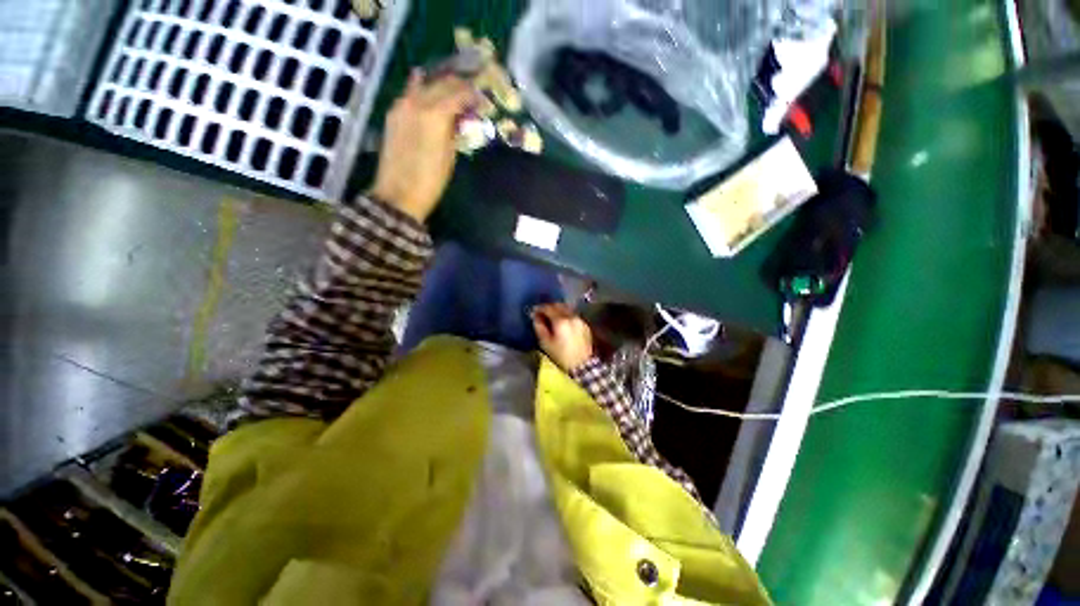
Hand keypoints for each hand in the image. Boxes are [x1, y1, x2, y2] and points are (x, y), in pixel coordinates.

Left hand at [369, 71, 477, 221]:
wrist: (399, 194)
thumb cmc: (431, 181)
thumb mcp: (449, 156)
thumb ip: (454, 130)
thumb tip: (460, 118)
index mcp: (436, 114)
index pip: (459, 93)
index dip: (474, 94)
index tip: (484, 99)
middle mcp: (418, 102)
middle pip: (442, 84)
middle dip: (459, 86)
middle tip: (472, 94)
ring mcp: (402, 106)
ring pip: (425, 84)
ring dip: (440, 85)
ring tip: (452, 92)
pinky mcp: (393, 114)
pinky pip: (410, 93)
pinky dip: (420, 88)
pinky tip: (424, 84)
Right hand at [531, 303, 593, 371]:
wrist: (582, 365)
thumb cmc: (561, 355)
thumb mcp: (546, 343)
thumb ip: (539, 327)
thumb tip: (535, 317)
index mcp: (561, 320)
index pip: (548, 308)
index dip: (539, 308)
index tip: (533, 311)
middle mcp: (571, 316)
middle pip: (558, 306)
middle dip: (549, 307)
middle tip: (542, 312)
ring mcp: (579, 320)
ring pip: (567, 309)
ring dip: (558, 310)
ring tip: (552, 316)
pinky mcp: (585, 325)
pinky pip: (573, 315)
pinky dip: (566, 316)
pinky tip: (563, 322)